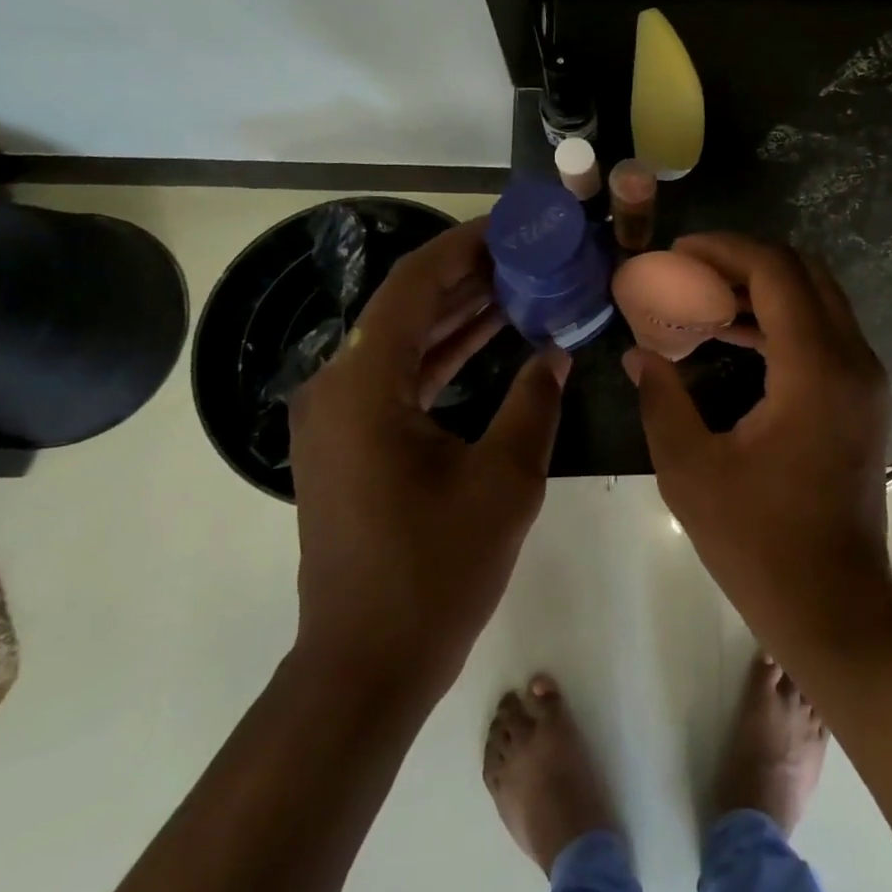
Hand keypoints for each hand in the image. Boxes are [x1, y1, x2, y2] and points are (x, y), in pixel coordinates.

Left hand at [289, 218, 567, 696]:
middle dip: (467, 277)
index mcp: (363, 386)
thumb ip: (533, 402)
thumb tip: (554, 352)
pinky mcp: (350, 444)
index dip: (463, 247)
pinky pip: (399, 378)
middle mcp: (337, 388)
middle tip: (528, 255)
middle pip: (405, 308)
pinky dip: (442, 356)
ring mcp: (339, 418)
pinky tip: (491, 340)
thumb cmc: (437, 569)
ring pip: (402, 342)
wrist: (368, 663)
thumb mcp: (504, 478)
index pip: (413, 286)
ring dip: (458, 315)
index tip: (511, 227)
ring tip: (520, 286)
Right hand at [623, 233, 891, 645]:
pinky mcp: (864, 398)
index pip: (775, 271)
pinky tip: (734, 336)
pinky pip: (824, 333)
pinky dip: (781, 322)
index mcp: (815, 369)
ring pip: (818, 300)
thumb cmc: (759, 543)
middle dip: (745, 261)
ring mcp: (866, 379)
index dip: (724, 250)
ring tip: (702, 300)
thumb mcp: (691, 470)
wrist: (833, 603)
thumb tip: (638, 354)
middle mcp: (853, 360)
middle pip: (804, 273)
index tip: (678, 253)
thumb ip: (662, 399)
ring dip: (763, 290)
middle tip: (689, 272)